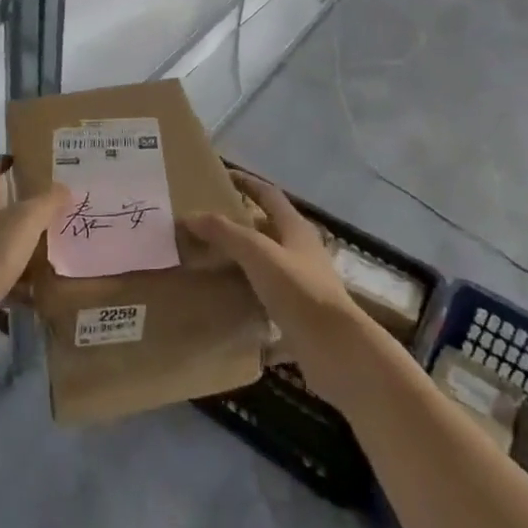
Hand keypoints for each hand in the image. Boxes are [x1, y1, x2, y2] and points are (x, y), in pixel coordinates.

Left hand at [0, 160, 68, 334]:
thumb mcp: (27, 221)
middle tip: (36, 215)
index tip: (15, 161)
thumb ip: (47, 203)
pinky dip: (4, 280)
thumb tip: (63, 187)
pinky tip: (23, 294)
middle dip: (8, 209)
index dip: (1, 163)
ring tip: (33, 257)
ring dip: (7, 246)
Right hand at [185, 173, 371, 407]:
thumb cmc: (299, 291)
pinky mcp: (299, 315)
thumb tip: (190, 216)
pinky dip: (247, 295)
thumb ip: (225, 233)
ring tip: (208, 260)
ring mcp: (302, 284)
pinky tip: (226, 301)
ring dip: (241, 260)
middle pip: (267, 228)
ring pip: (266, 263)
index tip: (220, 176)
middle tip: (205, 224)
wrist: (337, 351)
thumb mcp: (258, 254)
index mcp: (295, 228)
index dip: (246, 182)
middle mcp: (301, 251)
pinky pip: (267, 297)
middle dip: (239, 223)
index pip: (268, 194)